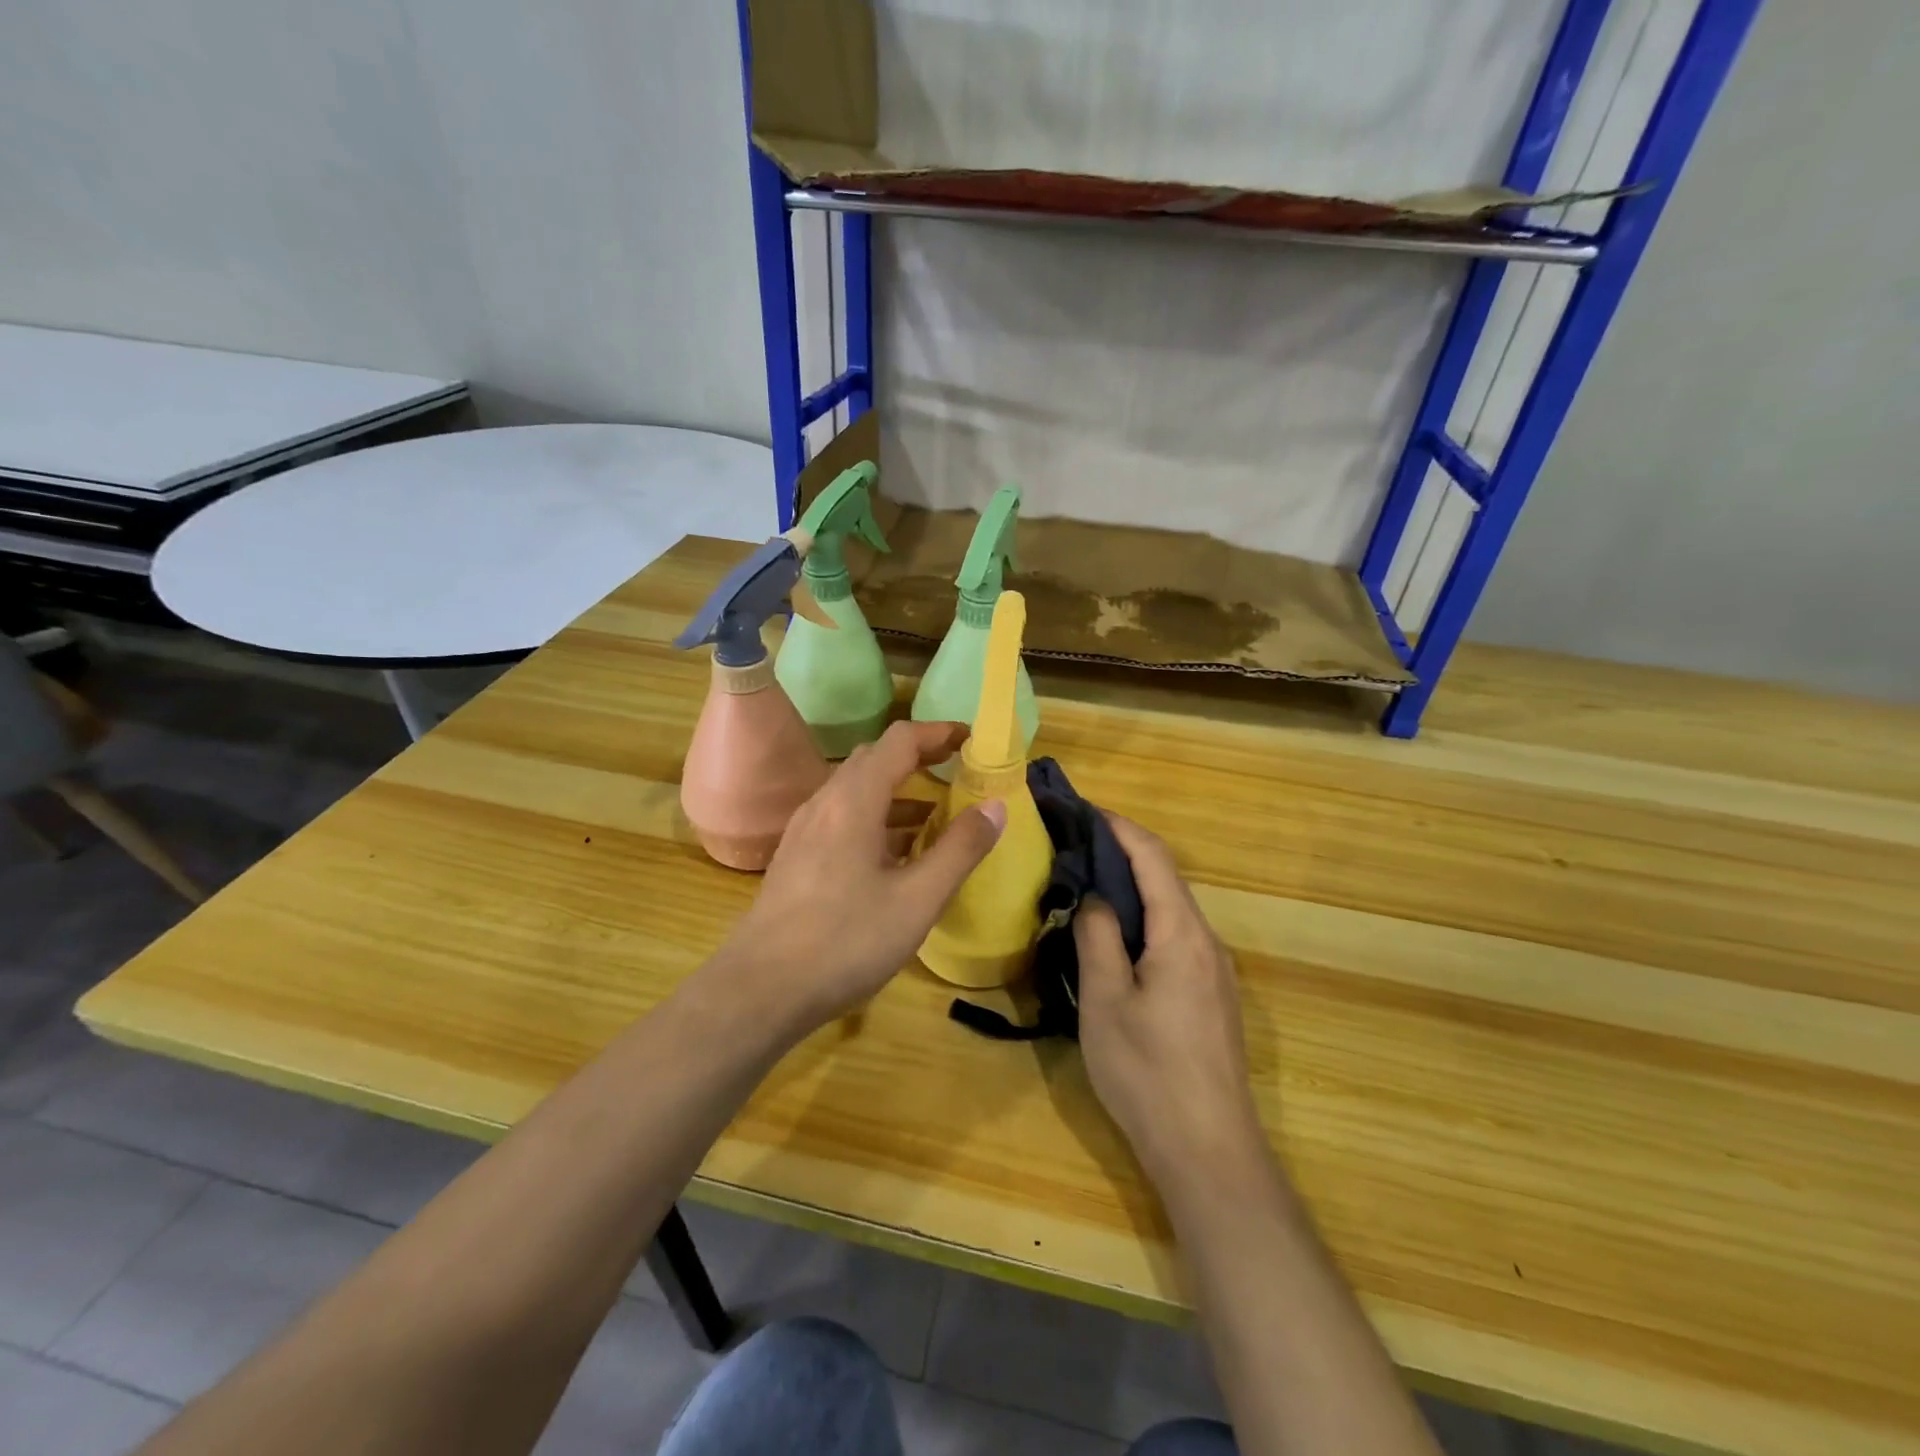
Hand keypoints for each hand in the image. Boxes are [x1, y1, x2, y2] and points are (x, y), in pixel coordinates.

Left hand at [715, 720, 1005, 1031]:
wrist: (761, 989)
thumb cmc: (845, 941)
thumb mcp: (917, 899)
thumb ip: (960, 850)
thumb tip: (996, 806)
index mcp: (854, 800)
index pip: (900, 741)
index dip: (938, 733)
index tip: (973, 740)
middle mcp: (826, 802)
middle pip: (875, 758)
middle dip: (919, 757)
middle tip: (958, 771)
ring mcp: (806, 830)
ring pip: (857, 790)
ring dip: (898, 791)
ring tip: (937, 813)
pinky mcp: (798, 857)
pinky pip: (843, 818)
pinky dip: (877, 818)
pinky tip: (896, 854)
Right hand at [1074, 814, 1263, 1186]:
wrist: (1209, 1152)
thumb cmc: (1148, 1072)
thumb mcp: (1105, 1000)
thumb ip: (1097, 936)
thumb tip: (1094, 895)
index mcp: (1182, 934)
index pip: (1153, 857)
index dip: (1119, 827)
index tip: (1082, 810)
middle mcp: (1207, 942)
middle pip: (1166, 880)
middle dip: (1121, 855)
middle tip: (1073, 849)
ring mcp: (1215, 972)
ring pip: (1171, 911)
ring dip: (1132, 891)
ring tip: (1086, 888)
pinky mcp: (1212, 998)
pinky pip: (1176, 940)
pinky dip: (1144, 922)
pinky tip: (1116, 941)